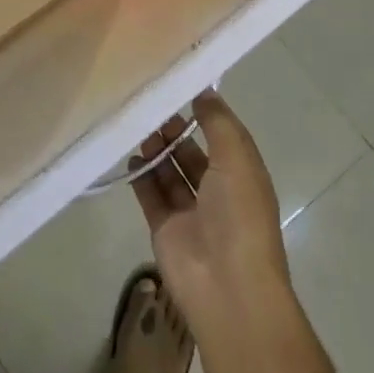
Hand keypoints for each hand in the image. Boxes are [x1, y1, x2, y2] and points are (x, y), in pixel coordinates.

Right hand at [129, 91, 293, 342]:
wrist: (226, 286)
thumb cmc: (239, 216)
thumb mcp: (237, 159)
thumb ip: (218, 122)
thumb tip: (203, 91)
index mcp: (243, 175)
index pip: (222, 136)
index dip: (203, 113)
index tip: (178, 87)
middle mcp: (218, 192)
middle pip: (192, 153)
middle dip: (175, 130)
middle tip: (151, 108)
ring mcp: (191, 212)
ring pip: (170, 173)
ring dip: (157, 150)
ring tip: (138, 128)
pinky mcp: (165, 228)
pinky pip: (151, 195)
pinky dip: (141, 177)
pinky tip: (130, 156)